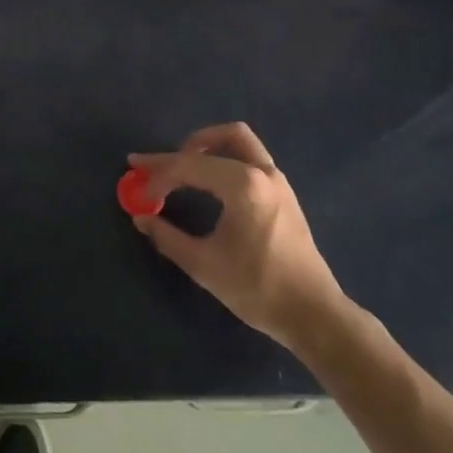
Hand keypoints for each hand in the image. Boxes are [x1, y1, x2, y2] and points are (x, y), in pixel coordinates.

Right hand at [129, 124, 346, 352]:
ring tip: (184, 167)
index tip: (138, 190)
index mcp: (243, 185)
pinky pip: (250, 158)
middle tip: (159, 167)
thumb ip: (167, 237)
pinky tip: (210, 183)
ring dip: (209, 146)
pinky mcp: (284, 194)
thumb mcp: (204, 265)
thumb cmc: (258, 288)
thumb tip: (140, 218)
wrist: (314, 315)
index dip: (158, 175)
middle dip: (184, 148)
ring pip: (241, 141)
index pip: (189, 166)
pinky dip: (226, 158)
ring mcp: (277, 181)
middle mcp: (262, 172)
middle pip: (220, 137)